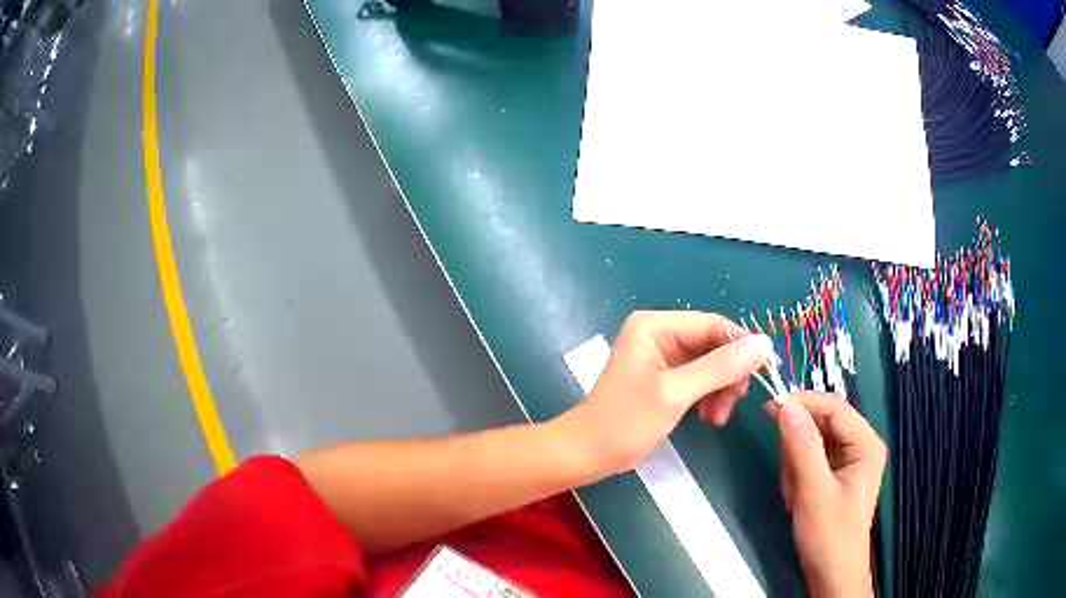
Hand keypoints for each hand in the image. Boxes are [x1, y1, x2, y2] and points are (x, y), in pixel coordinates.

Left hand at [556, 311, 773, 477]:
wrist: (589, 454)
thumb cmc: (626, 421)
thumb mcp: (677, 393)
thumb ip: (721, 367)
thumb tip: (765, 344)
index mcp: (656, 326)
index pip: (713, 325)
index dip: (744, 345)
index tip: (770, 369)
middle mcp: (660, 334)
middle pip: (713, 345)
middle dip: (729, 374)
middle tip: (738, 401)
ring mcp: (662, 357)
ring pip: (710, 365)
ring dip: (721, 390)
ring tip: (718, 418)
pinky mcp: (665, 379)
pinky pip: (699, 381)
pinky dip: (709, 398)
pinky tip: (709, 418)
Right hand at [765, 393, 886, 597]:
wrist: (830, 574)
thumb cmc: (829, 535)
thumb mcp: (814, 492)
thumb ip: (802, 447)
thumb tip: (786, 406)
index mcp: (866, 443)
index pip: (834, 407)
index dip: (803, 403)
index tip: (770, 409)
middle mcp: (859, 445)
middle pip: (821, 423)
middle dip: (798, 448)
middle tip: (790, 478)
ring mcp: (846, 460)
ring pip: (810, 442)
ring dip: (795, 466)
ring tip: (796, 496)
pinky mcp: (834, 474)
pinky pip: (808, 459)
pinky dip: (796, 476)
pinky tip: (798, 498)